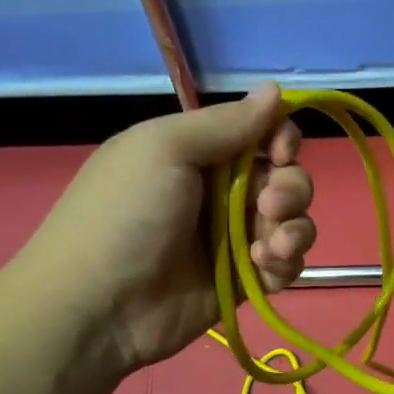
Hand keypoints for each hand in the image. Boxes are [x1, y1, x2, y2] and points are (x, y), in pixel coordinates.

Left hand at [14, 83, 314, 379]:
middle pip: (286, 178)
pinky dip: (286, 264)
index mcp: (199, 153)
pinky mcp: (244, 281)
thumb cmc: (126, 215)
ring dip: (294, 230)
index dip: (282, 140)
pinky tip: (265, 269)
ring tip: (269, 249)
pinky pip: (286, 265)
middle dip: (291, 189)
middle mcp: (221, 192)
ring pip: (294, 223)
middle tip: (267, 207)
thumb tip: (277, 89)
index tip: (280, 153)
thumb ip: (227, 123)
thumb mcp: (166, 149)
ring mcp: (234, 239)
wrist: (99, 305)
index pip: (262, 135)